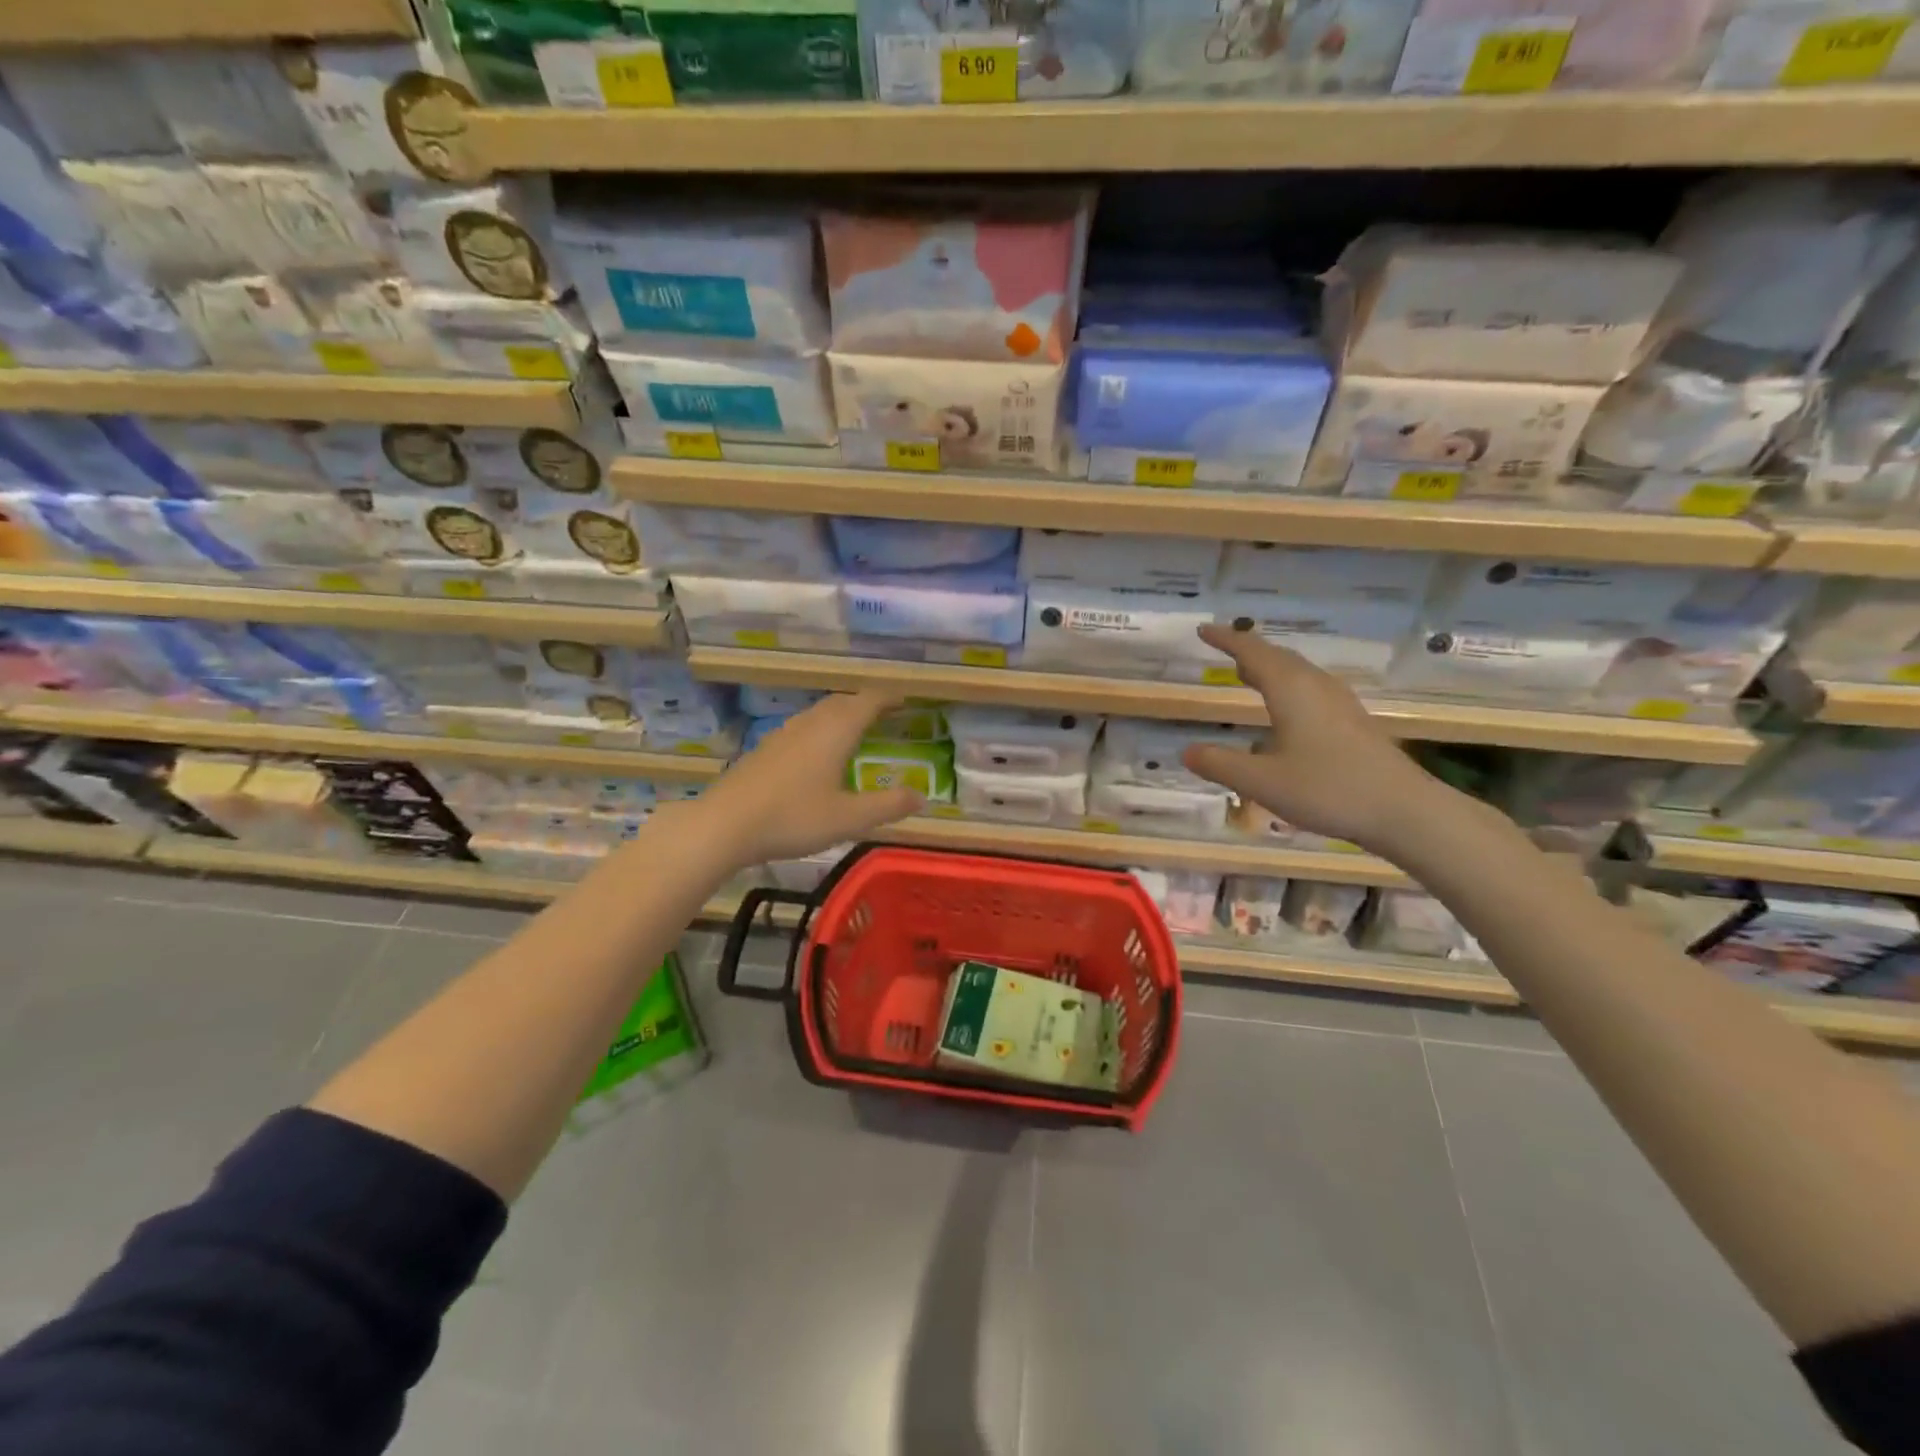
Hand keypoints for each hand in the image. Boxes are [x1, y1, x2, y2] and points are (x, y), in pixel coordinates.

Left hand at [695, 690, 922, 867]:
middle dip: (866, 704)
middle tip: (885, 715)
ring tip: (855, 731)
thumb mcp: (849, 818)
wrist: (724, 825)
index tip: (906, 700)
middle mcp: (810, 724)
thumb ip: (888, 806)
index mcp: (835, 730)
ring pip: (819, 713)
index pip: (869, 700)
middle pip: (843, 702)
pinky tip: (816, 755)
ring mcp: (783, 734)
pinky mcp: (764, 750)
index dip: (890, 697)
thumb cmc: (793, 817)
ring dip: (841, 715)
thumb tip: (922, 796)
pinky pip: (802, 728)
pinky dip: (820, 730)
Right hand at [1181, 625, 1442, 852]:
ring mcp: (1340, 704)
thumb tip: (1187, 751)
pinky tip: (1287, 710)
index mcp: (1291, 690)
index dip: (1226, 640)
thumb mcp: (1261, 782)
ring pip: (1299, 672)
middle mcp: (1316, 687)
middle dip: (1249, 650)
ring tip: (1248, 673)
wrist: (1403, 811)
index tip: (1204, 630)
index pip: (1252, 653)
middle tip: (1224, 648)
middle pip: (1279, 657)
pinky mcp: (1354, 722)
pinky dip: (1288, 686)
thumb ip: (1220, 764)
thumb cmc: (1327, 789)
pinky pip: (1312, 689)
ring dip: (1271, 667)